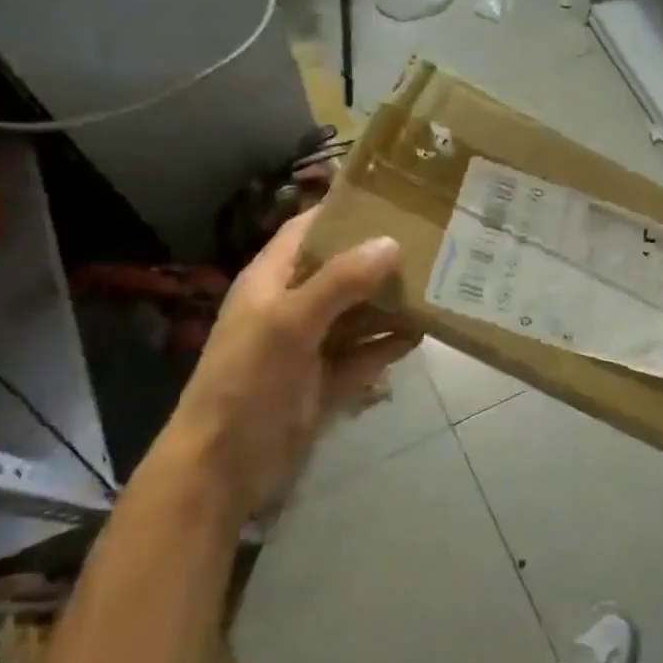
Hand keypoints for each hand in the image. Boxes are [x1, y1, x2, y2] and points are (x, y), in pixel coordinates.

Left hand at [160, 208, 418, 527]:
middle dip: (380, 260)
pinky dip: (388, 347)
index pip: (307, 231)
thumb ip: (340, 282)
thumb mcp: (290, 323)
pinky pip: (364, 355)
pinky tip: (420, 337)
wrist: (224, 465)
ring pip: (357, 315)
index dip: (343, 212)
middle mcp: (292, 306)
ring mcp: (310, 346)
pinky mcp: (326, 380)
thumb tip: (391, 243)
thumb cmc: (248, 381)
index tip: (392, 198)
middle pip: (341, 271)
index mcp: (272, 281)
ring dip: (390, 305)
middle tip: (432, 244)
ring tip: (437, 287)